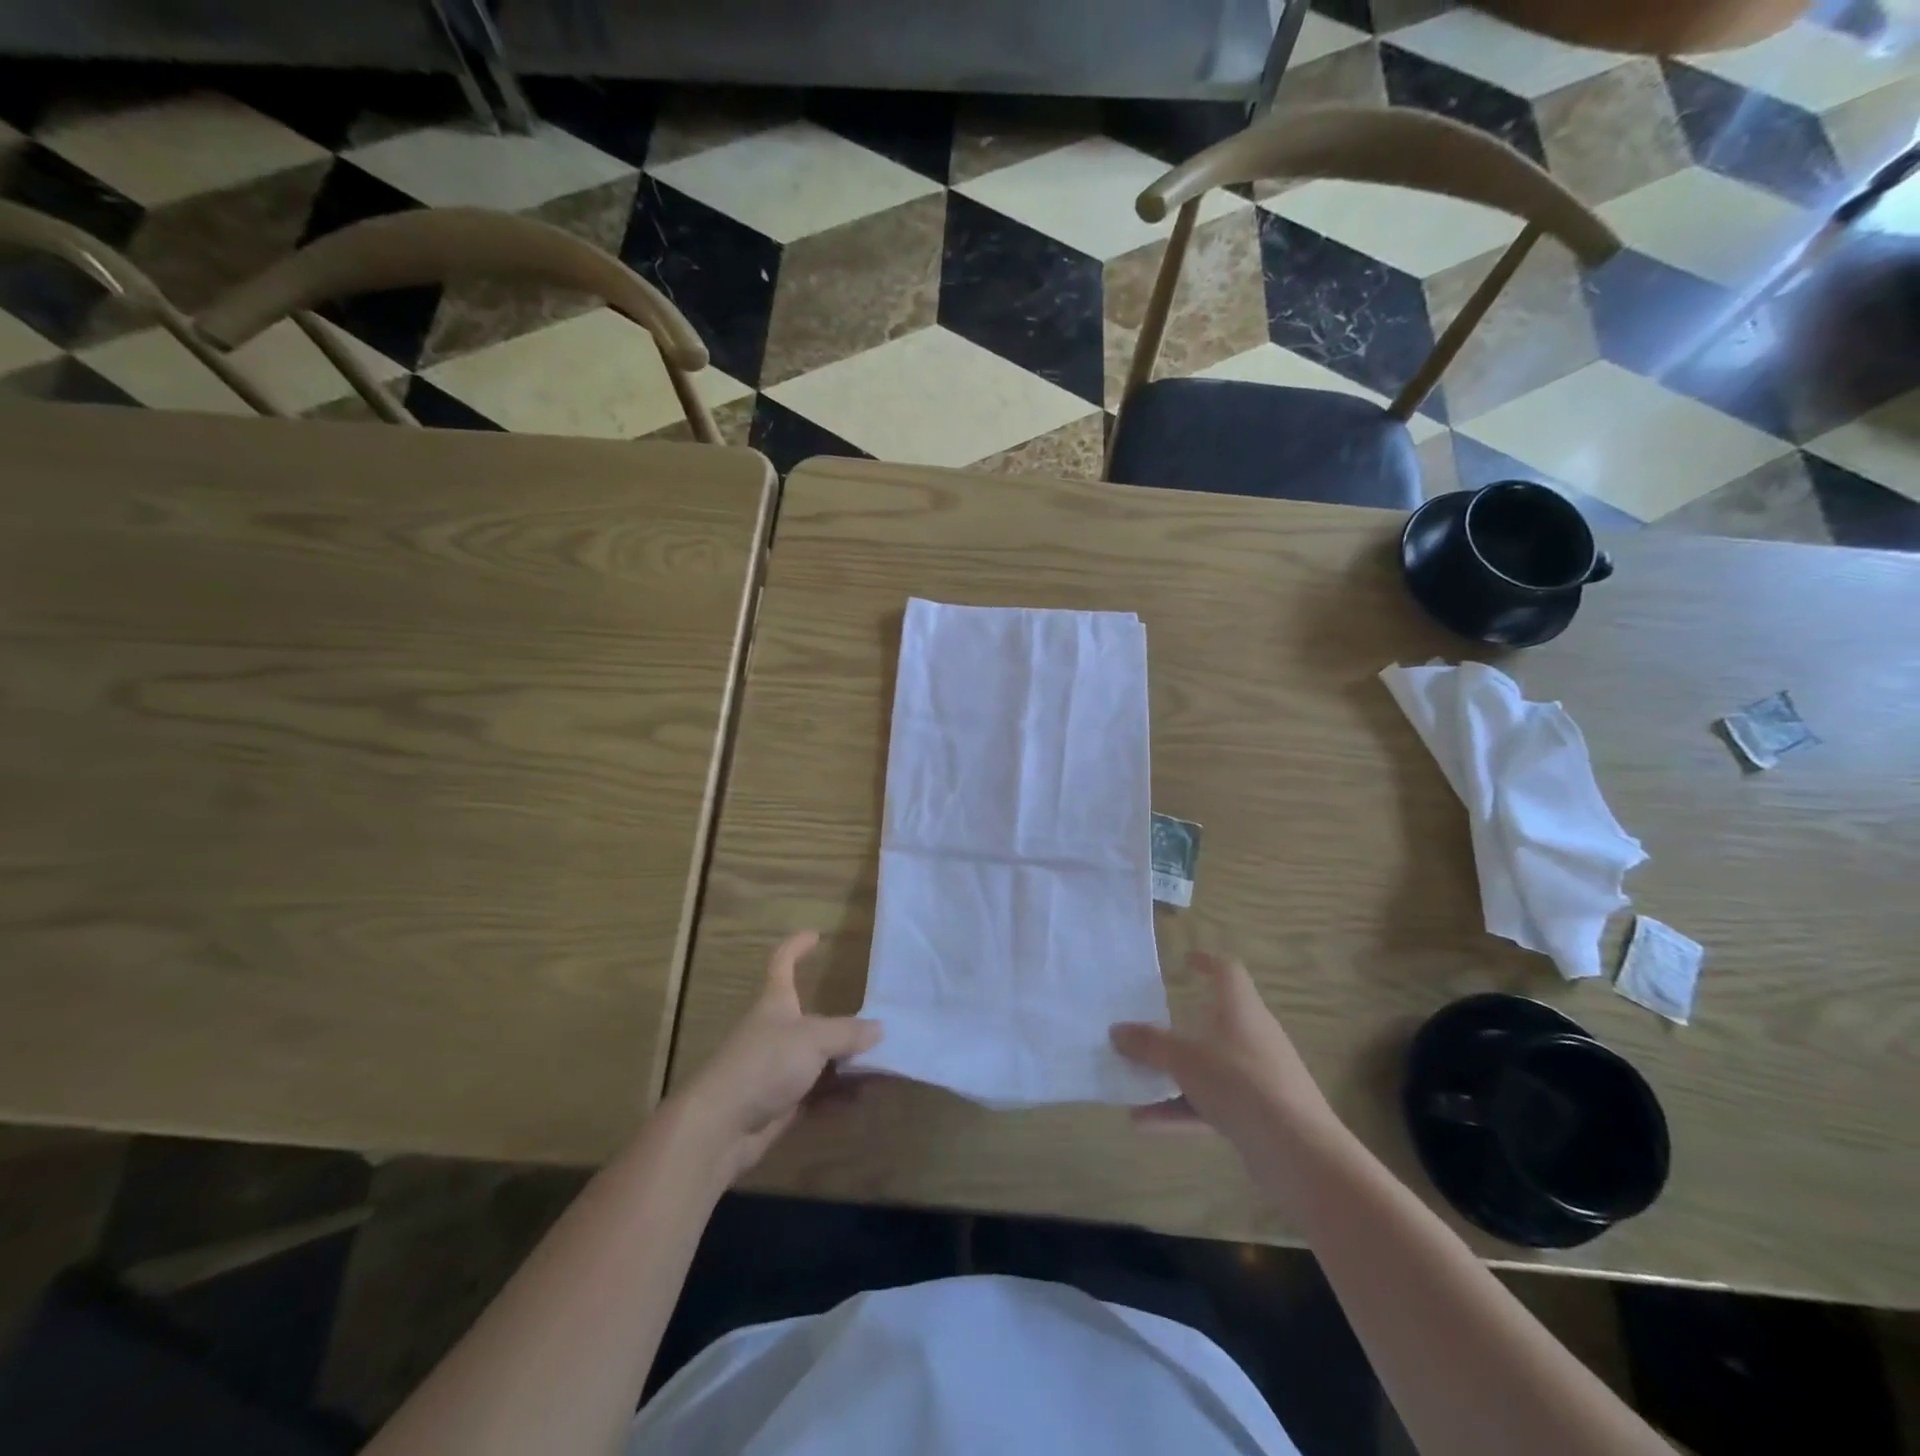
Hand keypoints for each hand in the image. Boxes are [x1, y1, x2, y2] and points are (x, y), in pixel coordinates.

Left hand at [673, 932, 881, 1182]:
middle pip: (812, 1018)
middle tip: (880, 1023)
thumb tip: (879, 1028)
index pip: (782, 963)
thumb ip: (847, 1032)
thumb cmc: (764, 1064)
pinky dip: (840, 1095)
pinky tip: (866, 1097)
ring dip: (848, 1062)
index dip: (796, 946)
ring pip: (820, 1059)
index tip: (816, 935)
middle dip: (844, 1023)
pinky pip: (818, 1093)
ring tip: (884, 1064)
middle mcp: (776, 1030)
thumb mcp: (813, 1039)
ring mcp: (777, 1068)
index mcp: (776, 1002)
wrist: (721, 1127)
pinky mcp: (781, 1102)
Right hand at [1110, 952, 1337, 1156]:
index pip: (1227, 972)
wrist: (1298, 1151)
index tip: (1185, 962)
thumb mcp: (1184, 1059)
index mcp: (1241, 1009)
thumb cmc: (1239, 1082)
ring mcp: (1258, 1077)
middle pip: (1214, 1022)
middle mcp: (1253, 1036)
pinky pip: (1213, 1104)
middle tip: (1146, 1030)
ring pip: (1209, 1067)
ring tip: (1134, 1085)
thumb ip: (1148, 1044)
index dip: (1207, 962)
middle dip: (1178, 1029)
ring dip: (1172, 1075)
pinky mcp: (1259, 1114)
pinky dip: (1181, 1110)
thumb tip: (1115, 1030)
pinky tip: (1145, 1124)